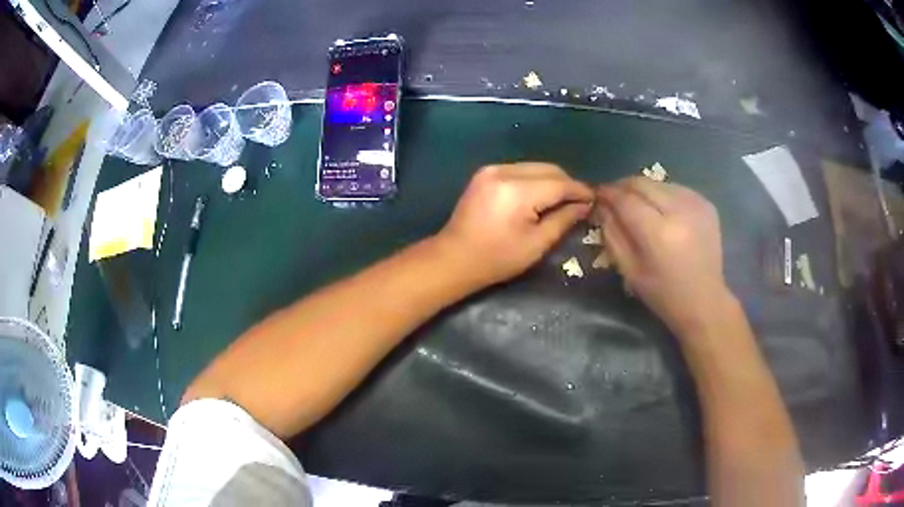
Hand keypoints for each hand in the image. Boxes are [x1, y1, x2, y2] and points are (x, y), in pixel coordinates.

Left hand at [438, 163, 592, 285]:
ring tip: (562, 200)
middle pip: (548, 169)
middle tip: (580, 202)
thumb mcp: (537, 244)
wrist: (454, 258)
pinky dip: (535, 179)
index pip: (559, 183)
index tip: (595, 199)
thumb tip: (585, 205)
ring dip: (552, 180)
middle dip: (567, 184)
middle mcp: (504, 172)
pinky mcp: (485, 173)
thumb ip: (564, 219)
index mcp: (517, 191)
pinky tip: (540, 196)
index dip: (580, 191)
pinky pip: (520, 170)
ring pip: (535, 167)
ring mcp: (492, 169)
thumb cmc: (497, 259)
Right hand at [595, 177, 730, 335]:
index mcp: (658, 233)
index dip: (608, 193)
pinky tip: (661, 210)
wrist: (704, 301)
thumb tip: (601, 207)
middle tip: (614, 197)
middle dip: (623, 186)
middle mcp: (679, 211)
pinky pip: (676, 189)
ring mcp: (696, 205)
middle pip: (642, 183)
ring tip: (637, 204)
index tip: (597, 194)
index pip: (625, 199)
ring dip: (643, 190)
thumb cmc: (663, 294)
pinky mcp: (707, 205)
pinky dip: (663, 195)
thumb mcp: (629, 270)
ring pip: (659, 183)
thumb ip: (612, 235)